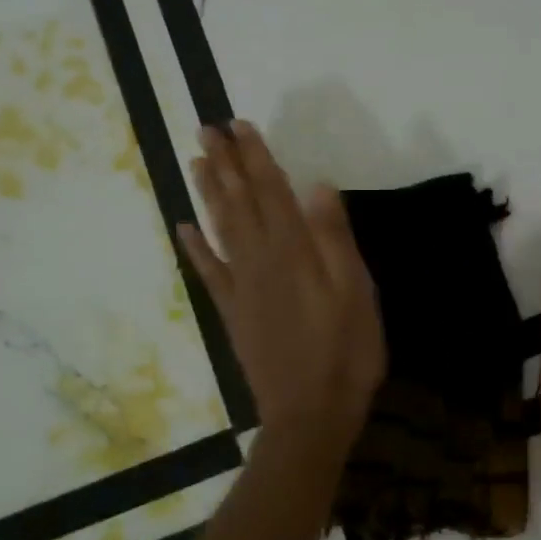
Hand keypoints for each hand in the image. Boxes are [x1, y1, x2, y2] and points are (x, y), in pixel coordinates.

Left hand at [178, 121, 384, 449]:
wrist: (310, 413)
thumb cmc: (345, 351)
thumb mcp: (356, 292)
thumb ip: (335, 238)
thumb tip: (319, 185)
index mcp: (292, 252)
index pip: (271, 191)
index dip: (255, 157)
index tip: (239, 125)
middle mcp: (259, 260)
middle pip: (239, 202)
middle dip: (223, 163)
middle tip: (205, 129)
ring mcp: (241, 286)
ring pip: (219, 229)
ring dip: (207, 193)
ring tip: (195, 162)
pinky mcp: (232, 312)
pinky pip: (209, 272)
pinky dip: (195, 247)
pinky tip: (184, 226)